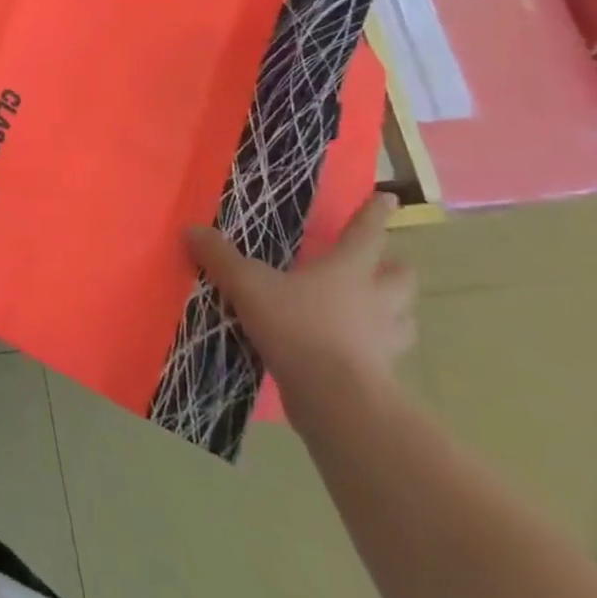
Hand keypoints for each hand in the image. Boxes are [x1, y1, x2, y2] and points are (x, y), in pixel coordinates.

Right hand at [189, 192, 415, 391]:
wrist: (335, 398)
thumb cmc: (297, 327)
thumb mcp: (248, 285)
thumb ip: (221, 258)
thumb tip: (191, 229)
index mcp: (348, 269)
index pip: (366, 232)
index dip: (375, 213)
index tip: (388, 198)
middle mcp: (374, 299)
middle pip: (401, 276)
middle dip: (393, 267)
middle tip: (380, 264)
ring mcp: (384, 339)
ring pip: (404, 317)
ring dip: (395, 310)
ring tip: (377, 309)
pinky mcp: (382, 374)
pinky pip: (387, 354)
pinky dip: (377, 348)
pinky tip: (357, 350)